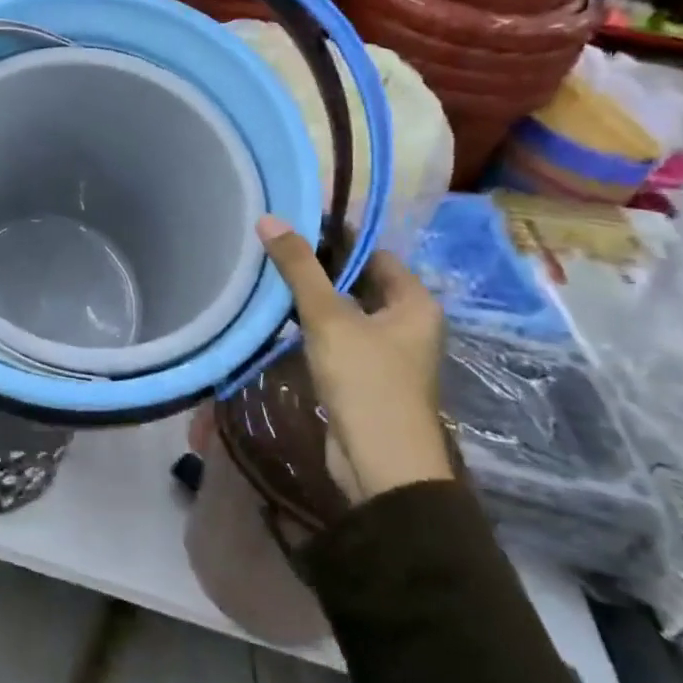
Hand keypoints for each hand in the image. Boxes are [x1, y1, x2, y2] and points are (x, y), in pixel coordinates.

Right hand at [256, 218, 451, 504]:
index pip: (373, 253)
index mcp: (414, 302)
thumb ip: (299, 267)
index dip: (336, 237)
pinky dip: (311, 325)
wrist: (381, 464)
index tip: (293, 225)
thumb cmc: (366, 380)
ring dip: (311, 298)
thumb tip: (269, 218)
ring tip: (268, 277)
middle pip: (358, 280)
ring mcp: (386, 352)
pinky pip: (337, 336)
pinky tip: (279, 317)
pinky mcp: (364, 375)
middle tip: (273, 249)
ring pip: (344, 310)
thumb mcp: (328, 317)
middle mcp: (406, 323)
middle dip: (318, 267)